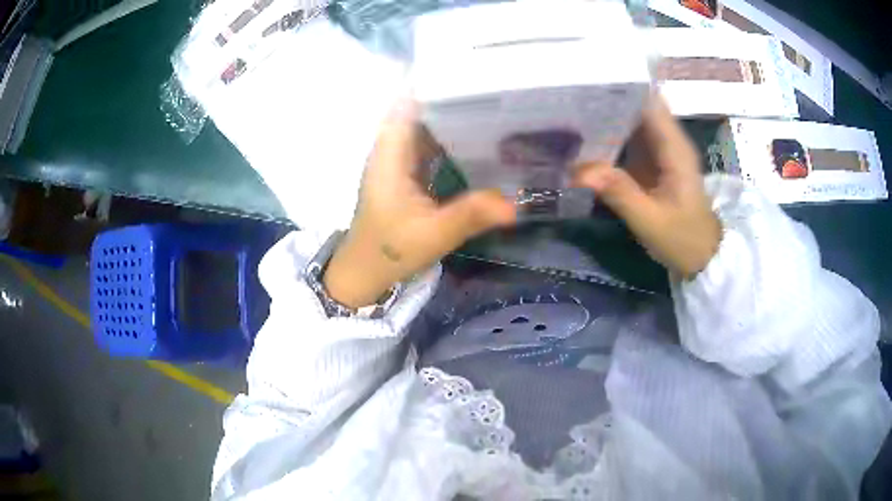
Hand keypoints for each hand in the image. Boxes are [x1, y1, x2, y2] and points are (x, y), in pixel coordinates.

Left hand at [324, 101, 516, 308]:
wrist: (365, 271)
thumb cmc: (390, 251)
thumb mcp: (434, 234)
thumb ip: (471, 215)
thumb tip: (516, 204)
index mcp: (391, 154)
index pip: (409, 104)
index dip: (436, 86)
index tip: (471, 75)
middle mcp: (392, 149)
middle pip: (421, 111)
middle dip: (453, 100)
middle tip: (495, 92)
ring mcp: (397, 160)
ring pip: (426, 127)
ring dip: (453, 119)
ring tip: (493, 110)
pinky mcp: (405, 173)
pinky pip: (429, 146)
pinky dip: (450, 140)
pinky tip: (476, 142)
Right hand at [573, 98, 720, 277]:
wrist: (703, 256)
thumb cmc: (684, 239)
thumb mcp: (651, 221)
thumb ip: (619, 193)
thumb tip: (579, 171)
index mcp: (674, 148)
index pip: (650, 101)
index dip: (622, 86)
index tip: (589, 80)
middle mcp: (668, 141)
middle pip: (637, 105)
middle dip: (606, 98)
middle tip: (567, 97)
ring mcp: (660, 150)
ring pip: (631, 120)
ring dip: (605, 115)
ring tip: (568, 110)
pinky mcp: (652, 162)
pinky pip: (629, 139)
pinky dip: (609, 135)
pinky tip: (584, 138)